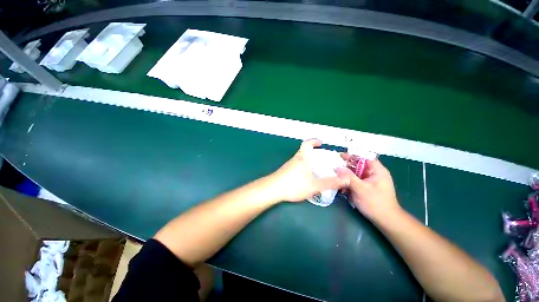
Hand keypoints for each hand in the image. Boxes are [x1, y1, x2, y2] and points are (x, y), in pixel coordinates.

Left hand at [267, 139, 349, 201]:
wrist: (273, 189)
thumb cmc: (294, 184)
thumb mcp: (314, 185)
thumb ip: (330, 183)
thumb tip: (346, 180)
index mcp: (303, 157)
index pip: (307, 144)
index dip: (314, 141)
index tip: (320, 142)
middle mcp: (295, 159)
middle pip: (304, 151)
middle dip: (313, 153)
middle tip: (322, 159)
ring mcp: (289, 165)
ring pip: (300, 159)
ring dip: (308, 161)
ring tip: (317, 169)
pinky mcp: (285, 171)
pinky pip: (297, 166)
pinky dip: (303, 167)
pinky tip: (306, 177)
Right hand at [335, 157, 400, 221]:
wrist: (386, 220)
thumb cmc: (375, 203)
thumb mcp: (360, 188)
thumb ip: (348, 176)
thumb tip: (336, 167)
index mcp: (377, 170)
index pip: (364, 157)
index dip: (353, 155)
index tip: (340, 156)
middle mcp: (374, 174)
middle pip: (359, 164)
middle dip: (347, 165)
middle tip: (334, 165)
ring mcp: (370, 181)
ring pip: (356, 173)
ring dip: (346, 173)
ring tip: (335, 173)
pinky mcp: (366, 187)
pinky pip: (356, 180)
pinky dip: (349, 180)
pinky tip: (341, 183)